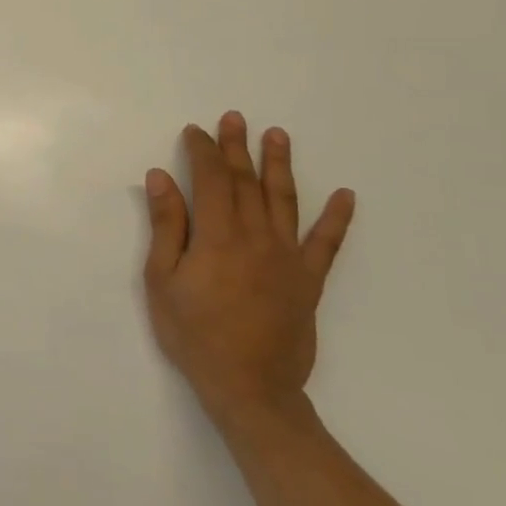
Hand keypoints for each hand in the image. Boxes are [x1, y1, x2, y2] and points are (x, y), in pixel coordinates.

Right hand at [143, 112, 355, 429]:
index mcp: (218, 236)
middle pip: (246, 181)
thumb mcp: (162, 280)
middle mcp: (256, 237)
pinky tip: (345, 195)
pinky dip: (337, 219)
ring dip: (279, 165)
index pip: (211, 179)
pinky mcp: (308, 280)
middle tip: (234, 117)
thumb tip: (160, 178)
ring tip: (278, 135)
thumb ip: (166, 226)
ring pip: (284, 200)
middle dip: (237, 147)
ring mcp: (287, 257)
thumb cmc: (195, 334)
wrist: (249, 388)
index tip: (195, 131)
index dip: (203, 151)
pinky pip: (326, 244)